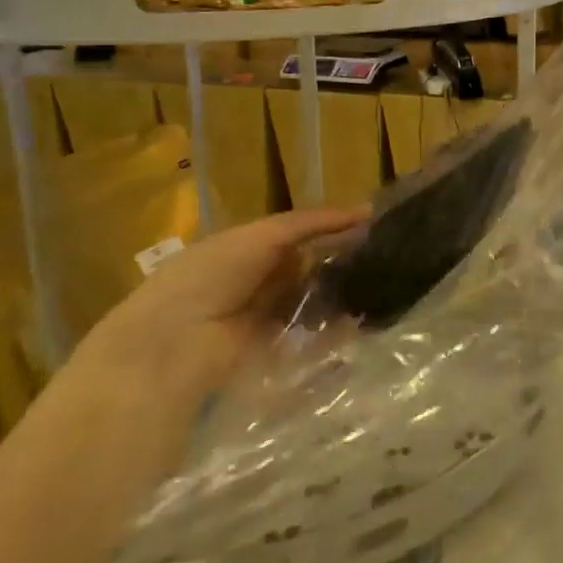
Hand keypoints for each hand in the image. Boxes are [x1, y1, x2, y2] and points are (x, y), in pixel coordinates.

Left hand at [77, 205, 367, 407]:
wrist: (175, 342)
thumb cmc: (213, 274)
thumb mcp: (263, 236)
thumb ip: (310, 224)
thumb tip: (365, 212)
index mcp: (248, 246)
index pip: (301, 233)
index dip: (334, 228)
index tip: (375, 225)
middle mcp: (258, 278)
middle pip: (309, 265)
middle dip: (343, 260)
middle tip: (387, 256)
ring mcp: (266, 316)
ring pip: (313, 299)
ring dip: (341, 294)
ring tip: (382, 286)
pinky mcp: (274, 350)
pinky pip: (311, 334)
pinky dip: (334, 329)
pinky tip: (362, 319)